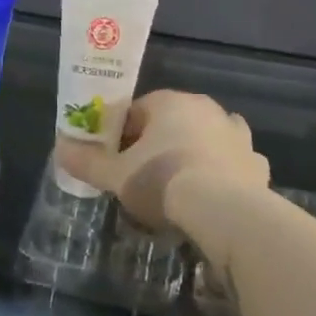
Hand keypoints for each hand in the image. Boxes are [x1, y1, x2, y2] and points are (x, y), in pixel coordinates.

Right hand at [56, 90, 270, 263]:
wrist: (225, 212)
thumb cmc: (163, 181)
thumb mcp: (115, 175)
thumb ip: (86, 161)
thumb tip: (59, 149)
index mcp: (169, 102)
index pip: (138, 109)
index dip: (124, 135)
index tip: (117, 160)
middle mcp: (206, 109)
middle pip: (174, 121)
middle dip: (159, 143)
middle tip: (145, 176)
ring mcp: (236, 135)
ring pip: (208, 138)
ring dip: (196, 154)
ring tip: (181, 187)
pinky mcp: (256, 164)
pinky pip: (235, 163)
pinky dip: (225, 174)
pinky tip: (214, 197)